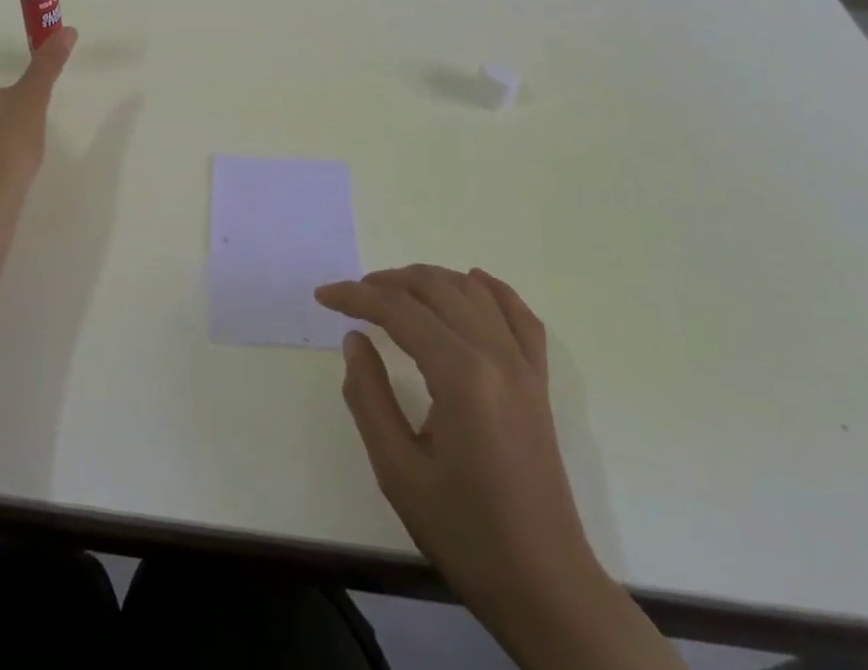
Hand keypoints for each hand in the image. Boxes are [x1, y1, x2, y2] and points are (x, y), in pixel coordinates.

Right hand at [316, 268, 674, 667]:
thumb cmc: (465, 532)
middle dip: (388, 281)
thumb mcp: (397, 470)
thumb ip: (368, 396)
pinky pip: (519, 316)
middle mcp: (496, 355)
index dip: (356, 296)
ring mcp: (524, 366)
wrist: (544, 586)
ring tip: (395, 291)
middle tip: (353, 295)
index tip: (323, 296)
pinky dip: (492, 291)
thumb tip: (355, 339)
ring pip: (473, 292)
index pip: (400, 310)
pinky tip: (473, 284)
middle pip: (436, 288)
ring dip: (430, 280)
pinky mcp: (538, 381)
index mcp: (461, 375)